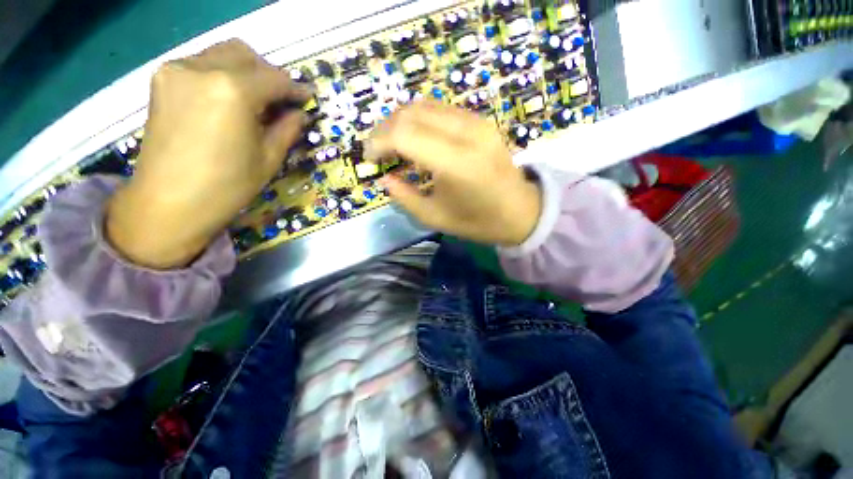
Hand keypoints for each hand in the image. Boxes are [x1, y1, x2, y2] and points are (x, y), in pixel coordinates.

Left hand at [106, 40, 309, 268]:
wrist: (169, 203)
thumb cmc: (227, 186)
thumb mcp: (268, 158)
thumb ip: (287, 129)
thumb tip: (299, 113)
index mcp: (233, 91)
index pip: (274, 78)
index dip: (295, 88)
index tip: (307, 98)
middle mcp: (202, 69)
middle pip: (245, 55)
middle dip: (269, 74)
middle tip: (281, 100)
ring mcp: (176, 71)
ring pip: (221, 54)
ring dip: (245, 71)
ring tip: (256, 101)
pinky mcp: (162, 80)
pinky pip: (201, 64)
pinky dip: (222, 74)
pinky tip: (228, 100)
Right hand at [366, 101, 540, 245]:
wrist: (520, 210)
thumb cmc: (477, 221)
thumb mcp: (435, 217)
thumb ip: (404, 197)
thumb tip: (384, 178)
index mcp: (456, 163)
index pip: (404, 134)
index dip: (378, 141)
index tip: (369, 157)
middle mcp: (467, 134)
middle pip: (411, 113)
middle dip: (385, 129)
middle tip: (378, 151)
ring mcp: (476, 122)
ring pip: (424, 106)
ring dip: (401, 122)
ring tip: (393, 145)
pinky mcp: (480, 120)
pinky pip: (440, 110)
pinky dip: (420, 121)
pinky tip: (417, 140)